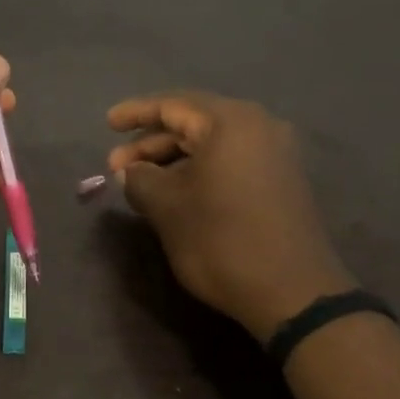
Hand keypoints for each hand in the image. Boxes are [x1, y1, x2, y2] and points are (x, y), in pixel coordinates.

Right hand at [108, 92, 353, 340]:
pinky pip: (230, 161)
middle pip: (193, 122)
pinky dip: (198, 170)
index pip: (173, 105)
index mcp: (230, 123)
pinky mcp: (280, 181)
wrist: (292, 293)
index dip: (136, 113)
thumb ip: (140, 179)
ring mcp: (274, 155)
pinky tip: (175, 192)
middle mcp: (258, 127)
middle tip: (116, 167)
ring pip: (211, 144)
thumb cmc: (221, 240)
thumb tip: (130, 172)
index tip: (108, 123)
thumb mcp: (167, 207)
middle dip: (151, 143)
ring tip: (140, 183)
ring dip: (173, 159)